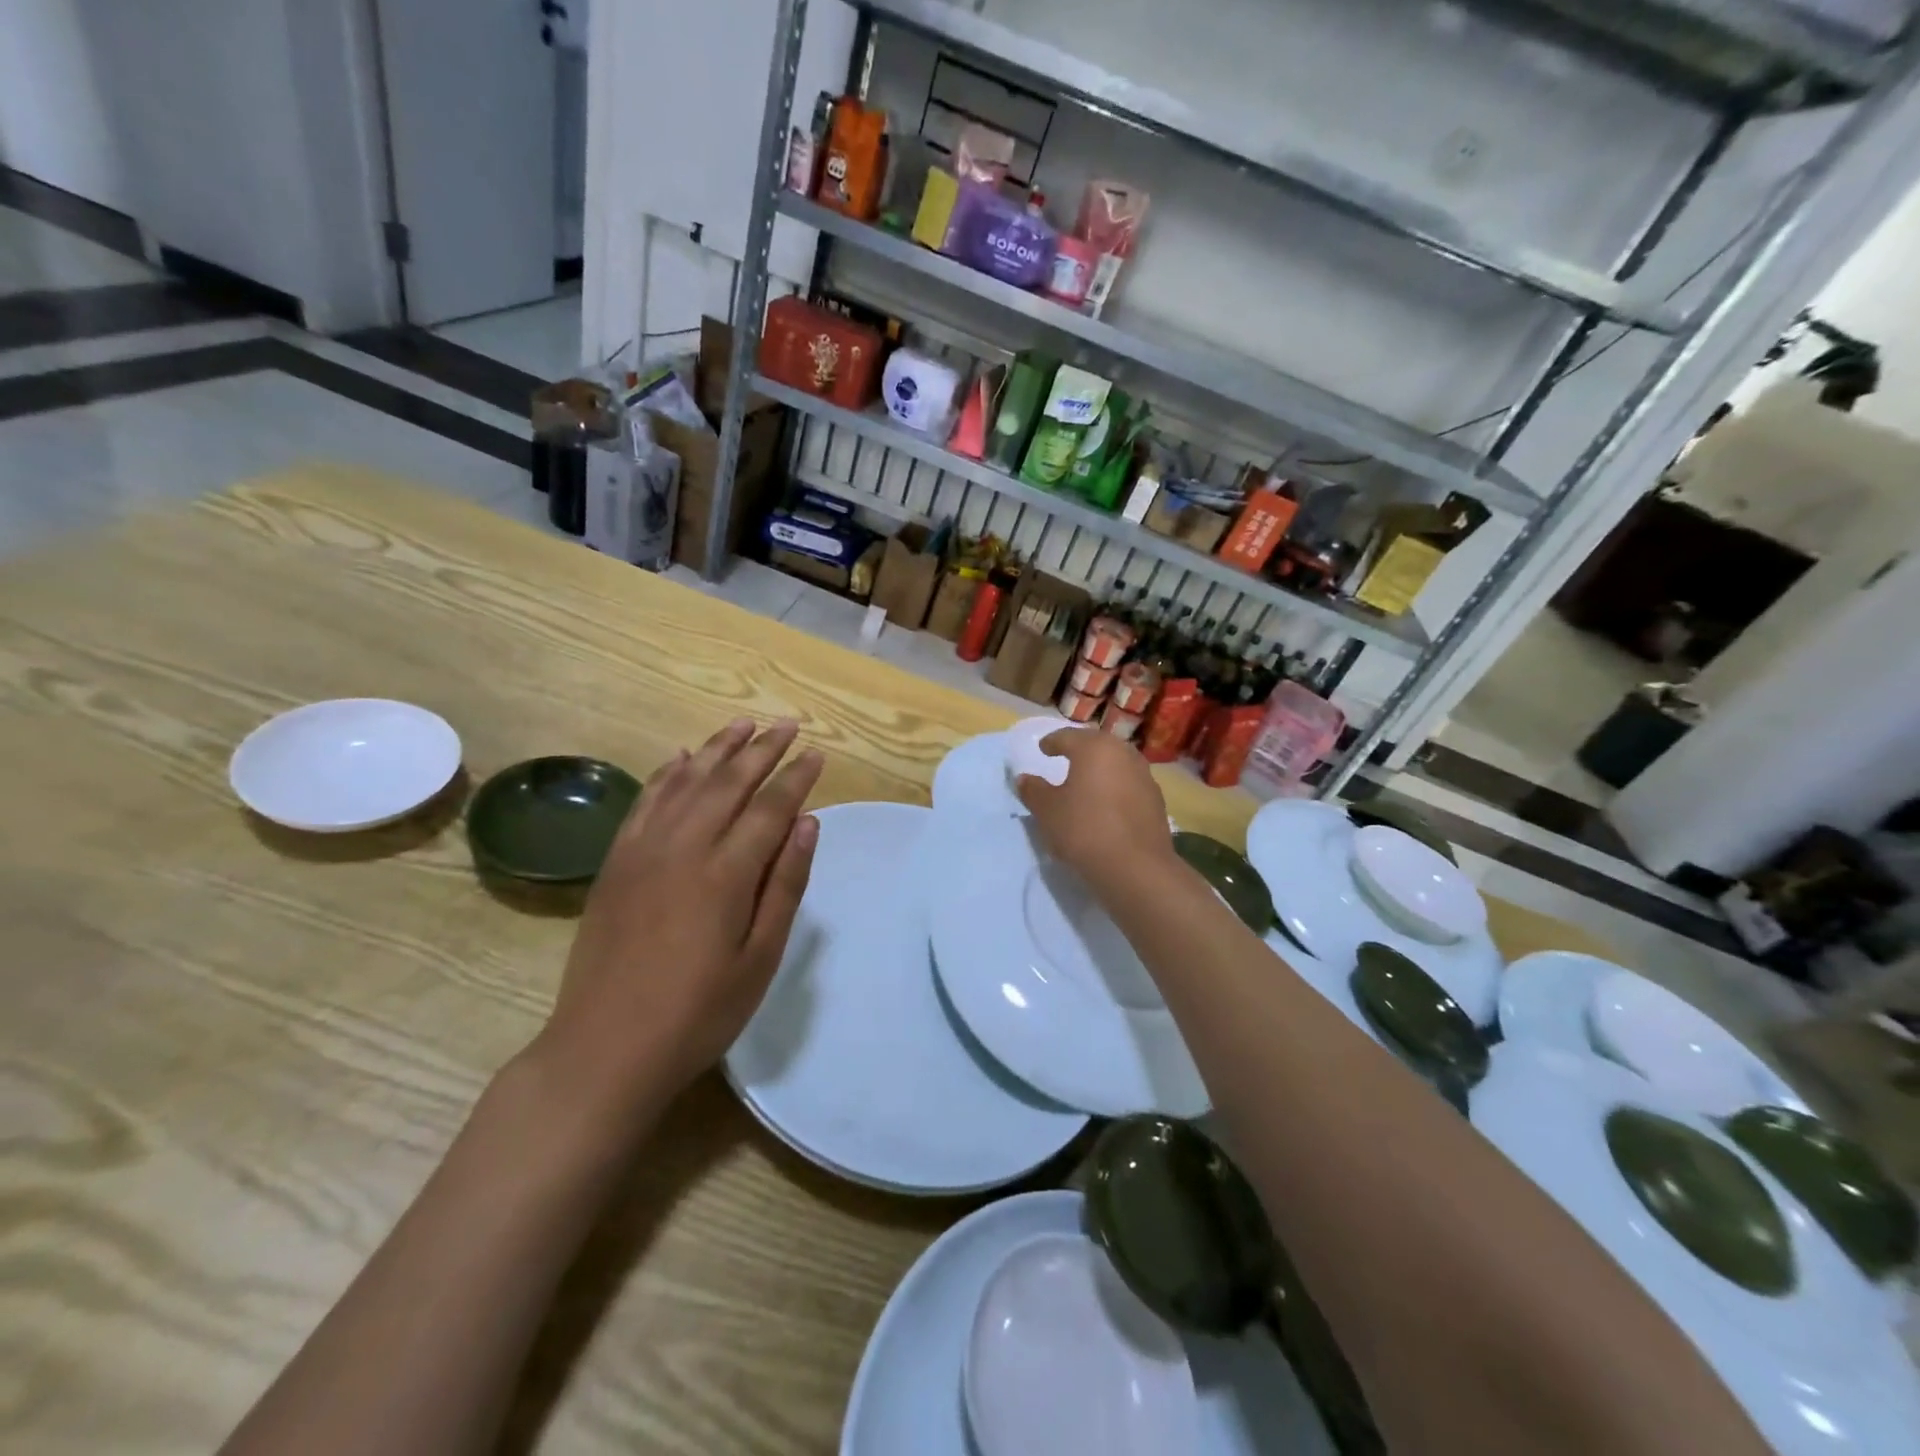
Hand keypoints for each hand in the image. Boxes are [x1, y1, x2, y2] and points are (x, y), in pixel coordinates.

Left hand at [532, 718, 822, 1121]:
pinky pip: (645, 801)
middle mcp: (683, 847)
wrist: (605, 1048)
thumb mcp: (760, 958)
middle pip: (729, 782)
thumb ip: (785, 885)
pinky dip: (667, 773)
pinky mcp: (616, 862)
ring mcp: (643, 850)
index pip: (770, 807)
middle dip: (762, 749)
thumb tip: (808, 823)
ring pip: (686, 781)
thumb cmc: (698, 1012)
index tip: (816, 753)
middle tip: (787, 724)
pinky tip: (681, 757)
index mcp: (726, 874)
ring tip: (743, 724)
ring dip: (717, 748)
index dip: (797, 777)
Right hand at [1016, 728, 1174, 892]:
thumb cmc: (1084, 829)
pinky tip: (1107, 804)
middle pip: (1097, 745)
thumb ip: (1033, 790)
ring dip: (1101, 768)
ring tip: (1087, 781)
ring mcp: (1144, 776)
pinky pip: (1129, 784)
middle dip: (1080, 750)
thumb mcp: (1047, 811)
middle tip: (1066, 758)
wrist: (1135, 867)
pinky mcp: (1156, 800)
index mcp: (1094, 748)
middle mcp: (1123, 753)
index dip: (1052, 742)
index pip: (1067, 737)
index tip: (1043, 748)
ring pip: (1117, 763)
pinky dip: (1116, 787)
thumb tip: (1024, 779)